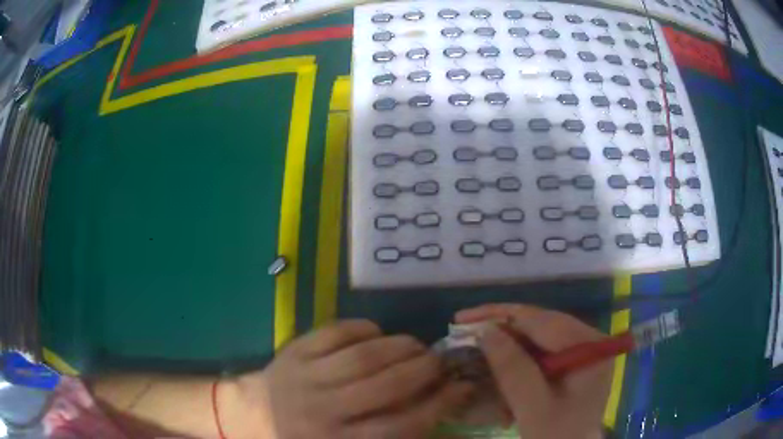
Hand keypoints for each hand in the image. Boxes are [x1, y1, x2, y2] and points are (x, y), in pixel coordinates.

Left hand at [262, 320, 473, 438]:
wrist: (251, 418)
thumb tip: (433, 421)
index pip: (402, 426)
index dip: (440, 405)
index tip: (463, 388)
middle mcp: (324, 411)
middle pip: (387, 386)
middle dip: (425, 369)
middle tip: (440, 362)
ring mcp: (307, 377)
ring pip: (364, 356)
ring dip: (400, 346)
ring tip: (416, 346)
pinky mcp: (294, 352)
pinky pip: (335, 332)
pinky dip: (364, 328)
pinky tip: (377, 333)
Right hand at [456, 304, 611, 438]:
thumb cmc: (557, 435)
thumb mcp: (533, 407)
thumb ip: (513, 369)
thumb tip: (485, 330)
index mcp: (588, 345)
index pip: (540, 319)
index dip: (498, 316)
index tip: (461, 321)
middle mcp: (588, 339)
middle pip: (538, 324)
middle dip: (501, 332)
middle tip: (464, 334)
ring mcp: (582, 349)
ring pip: (536, 337)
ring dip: (507, 350)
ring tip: (480, 357)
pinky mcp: (573, 361)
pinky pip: (541, 351)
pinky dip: (518, 363)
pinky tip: (503, 376)